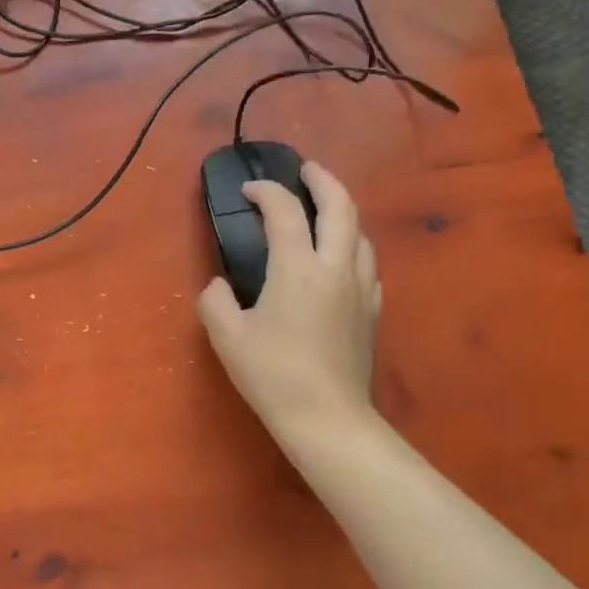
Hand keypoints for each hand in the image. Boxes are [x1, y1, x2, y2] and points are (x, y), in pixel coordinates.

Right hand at [198, 161, 382, 448]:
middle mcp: (335, 268)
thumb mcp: (227, 336)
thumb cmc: (272, 374)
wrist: (327, 418)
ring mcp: (361, 288)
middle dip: (323, 180)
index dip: (266, 192)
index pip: (284, 212)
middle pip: (341, 206)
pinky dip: (352, 246)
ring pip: (360, 233)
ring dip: (342, 212)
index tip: (249, 190)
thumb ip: (216, 300)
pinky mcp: (373, 311)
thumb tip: (219, 285)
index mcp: (298, 268)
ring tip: (322, 212)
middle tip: (305, 170)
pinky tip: (339, 259)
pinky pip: (366, 263)